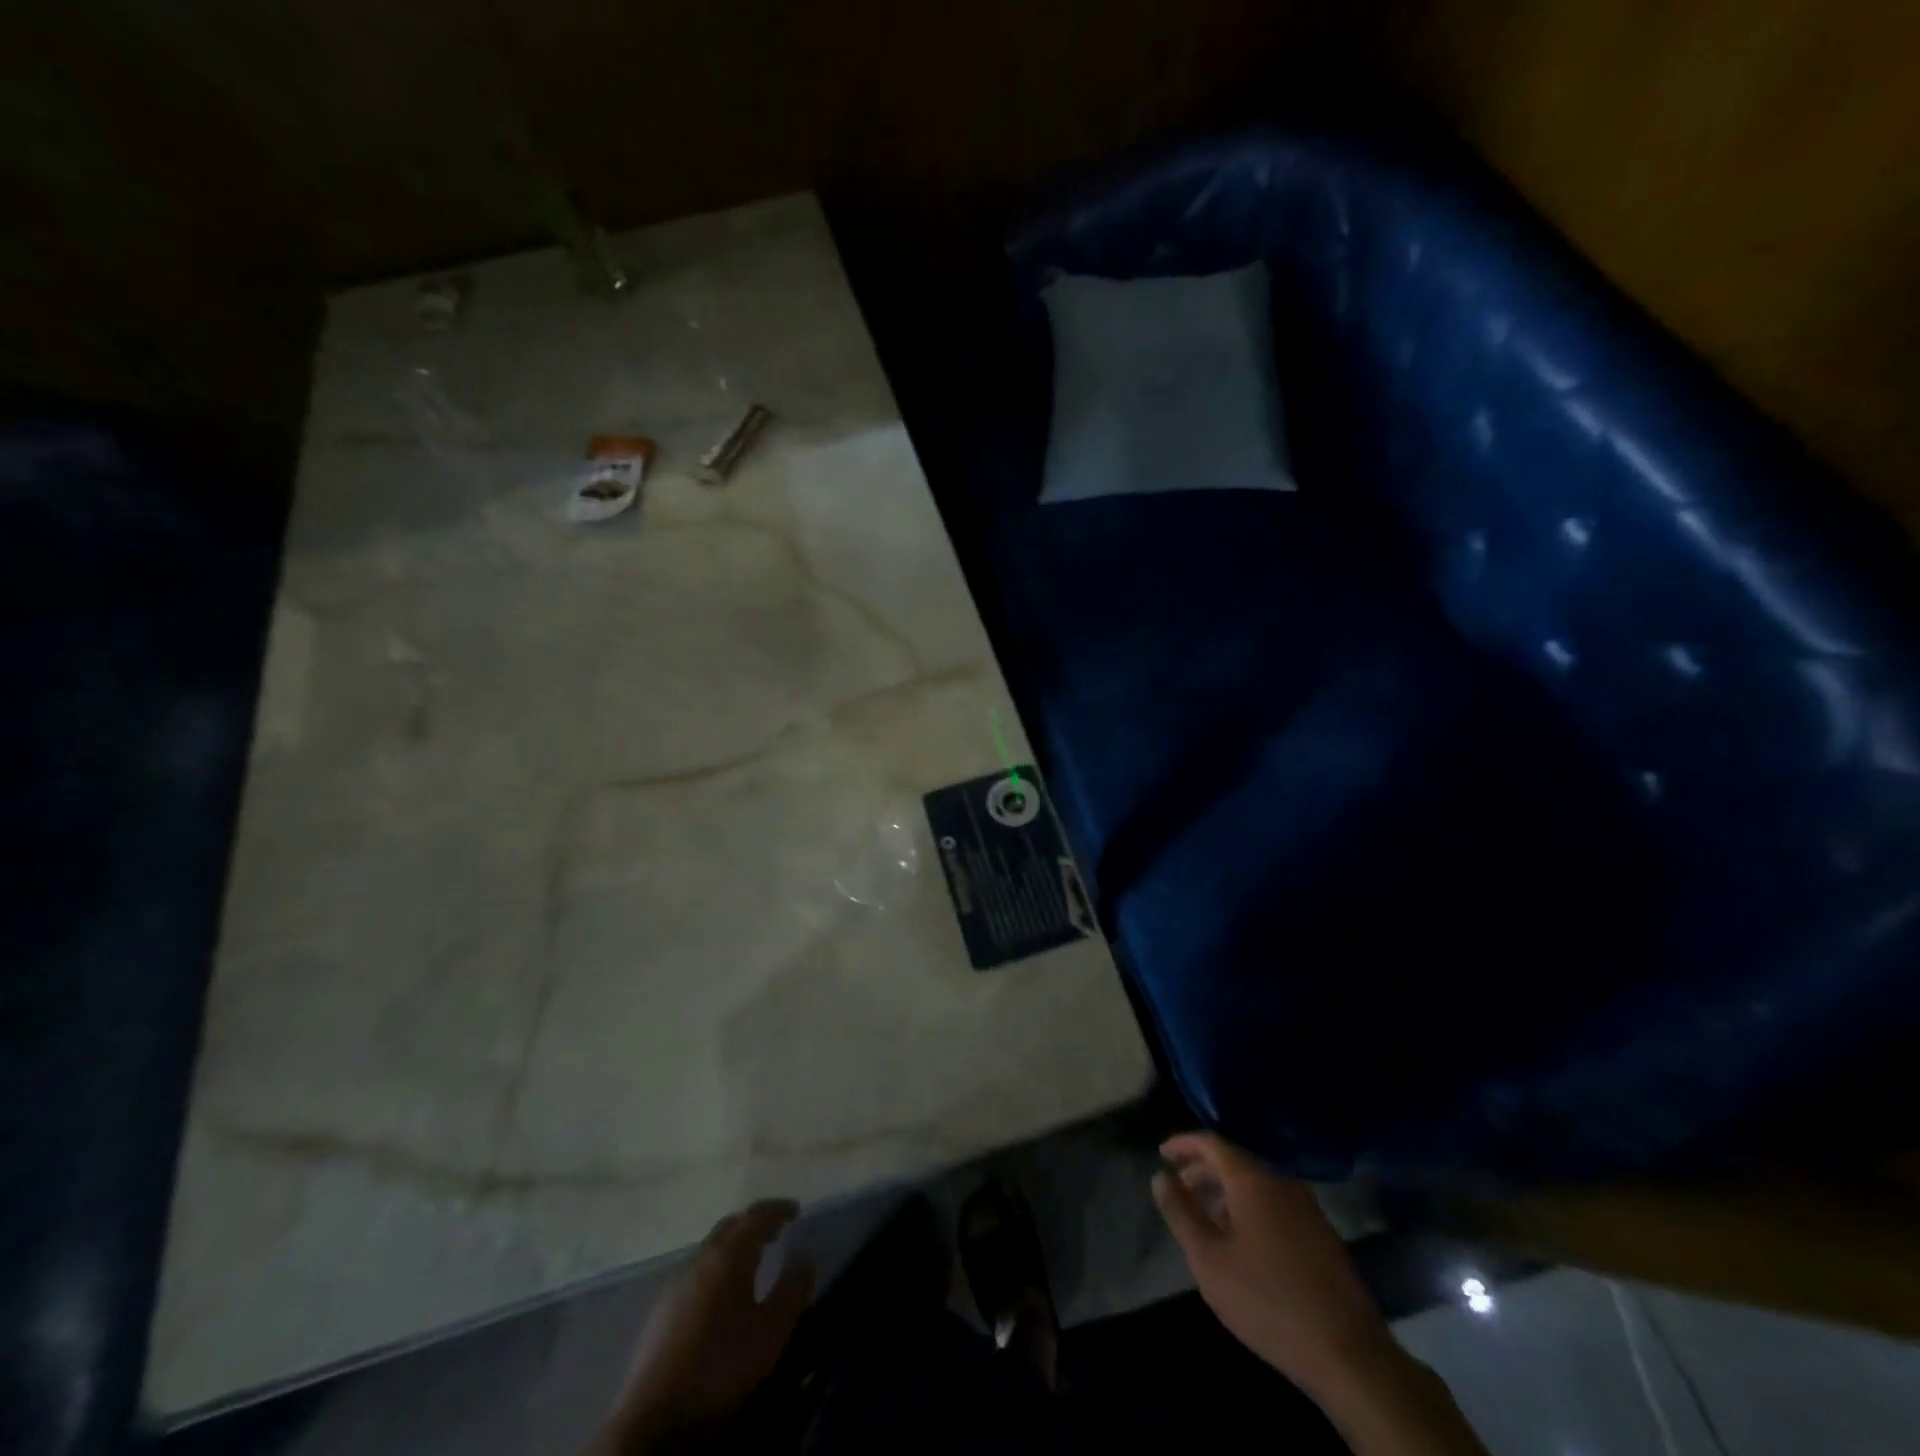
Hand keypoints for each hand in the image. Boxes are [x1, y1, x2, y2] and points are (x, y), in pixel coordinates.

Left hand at [593, 1199, 815, 1453]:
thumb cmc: (721, 1365)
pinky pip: (697, 1272)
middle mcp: (701, 1258)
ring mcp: (677, 1283)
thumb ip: (792, 1291)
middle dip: (754, 1224)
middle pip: (730, 1227)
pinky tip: (722, 1295)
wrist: (653, 1417)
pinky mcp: (661, 1311)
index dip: (778, 1209)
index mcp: (728, 1255)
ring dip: (734, 1247)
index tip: (795, 1210)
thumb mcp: (771, 1331)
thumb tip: (805, 1259)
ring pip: (711, 1249)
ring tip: (753, 1262)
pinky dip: (717, 1268)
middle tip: (776, 1232)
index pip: (756, 1215)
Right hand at [1152, 1133, 1396, 1396]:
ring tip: (1205, 1214)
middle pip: (1235, 1161)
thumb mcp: (1209, 1260)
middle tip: (1178, 1185)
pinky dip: (1249, 1207)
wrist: (1348, 1353)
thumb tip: (1161, 1178)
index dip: (1183, 1144)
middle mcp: (1281, 1181)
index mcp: (1252, 1179)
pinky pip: (1275, 1204)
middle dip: (1202, 1169)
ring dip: (1226, 1191)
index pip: (1211, 1142)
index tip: (1162, 1154)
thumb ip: (1181, 1213)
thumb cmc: (1267, 1300)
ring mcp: (1306, 1207)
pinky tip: (1241, 1239)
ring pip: (1256, 1184)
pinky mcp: (1322, 1234)